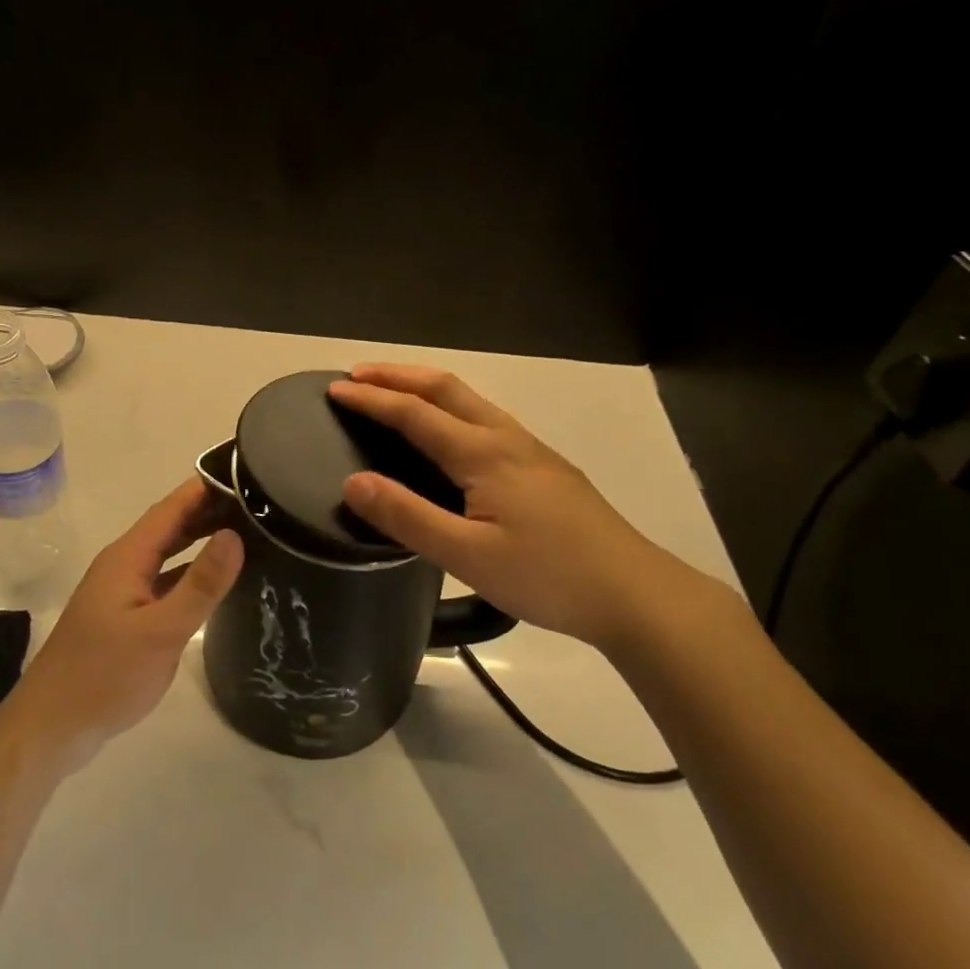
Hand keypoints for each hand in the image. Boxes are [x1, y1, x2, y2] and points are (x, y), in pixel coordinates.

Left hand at [0, 478, 243, 773]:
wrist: (51, 729)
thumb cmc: (104, 676)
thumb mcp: (160, 632)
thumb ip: (200, 584)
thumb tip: (235, 535)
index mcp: (127, 557)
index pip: (172, 508)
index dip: (205, 487)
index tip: (245, 472)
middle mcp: (123, 565)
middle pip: (170, 526)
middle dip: (208, 510)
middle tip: (257, 502)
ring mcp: (122, 591)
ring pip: (167, 554)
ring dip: (200, 540)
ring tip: (245, 531)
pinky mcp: (125, 617)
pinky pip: (164, 580)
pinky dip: (190, 573)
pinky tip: (215, 582)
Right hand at [329, 365, 696, 650]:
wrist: (635, 593)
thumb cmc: (548, 575)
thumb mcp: (468, 556)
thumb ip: (408, 517)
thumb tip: (353, 482)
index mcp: (482, 453)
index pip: (414, 413)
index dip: (371, 399)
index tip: (334, 390)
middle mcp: (505, 437)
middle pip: (445, 388)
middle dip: (397, 375)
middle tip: (357, 376)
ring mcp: (530, 449)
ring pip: (469, 400)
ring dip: (425, 387)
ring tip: (393, 394)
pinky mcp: (545, 466)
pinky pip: (484, 418)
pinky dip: (449, 407)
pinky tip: (448, 435)